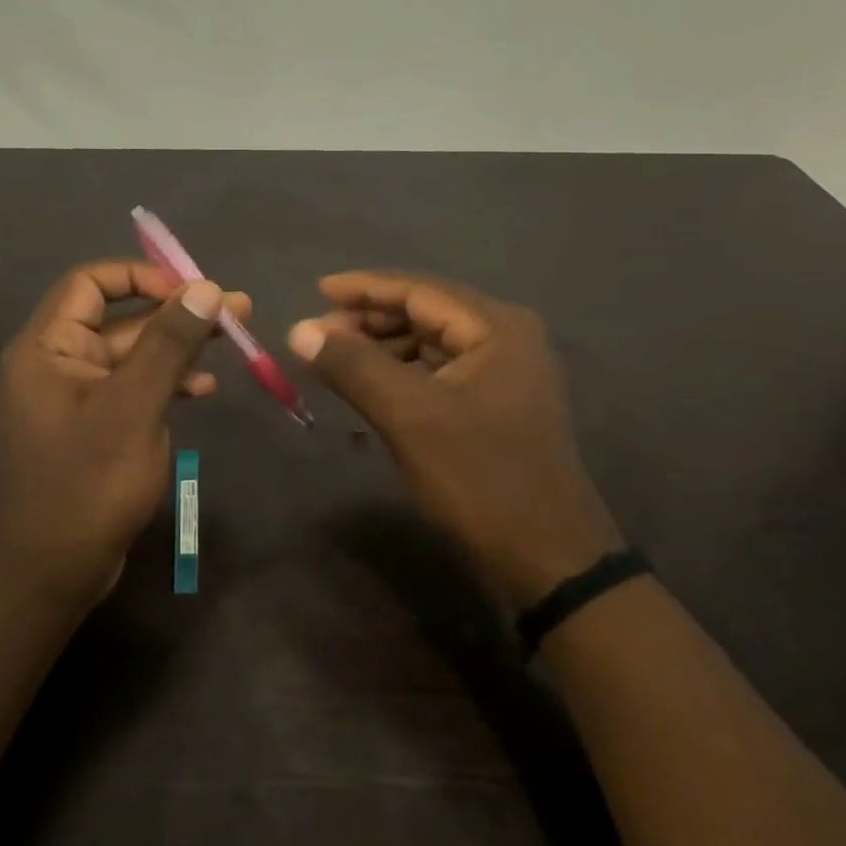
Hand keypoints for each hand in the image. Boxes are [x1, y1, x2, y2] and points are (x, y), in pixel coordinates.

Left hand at [0, 261, 249, 612]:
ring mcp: (74, 397)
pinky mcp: (92, 425)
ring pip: (131, 354)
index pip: (90, 282)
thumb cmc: (89, 483)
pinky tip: (204, 388)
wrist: (54, 570)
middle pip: (119, 318)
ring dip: (179, 347)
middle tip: (236, 309)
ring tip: (236, 339)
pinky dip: (166, 382)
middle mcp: (54, 363)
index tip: (192, 289)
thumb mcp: (135, 406)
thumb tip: (203, 287)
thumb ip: (168, 343)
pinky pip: (131, 388)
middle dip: (176, 313)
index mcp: (46, 347)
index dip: (142, 276)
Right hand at [288, 271, 621, 608]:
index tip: (316, 290)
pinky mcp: (497, 404)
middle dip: (370, 320)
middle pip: (426, 312)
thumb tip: (299, 331)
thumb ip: (353, 366)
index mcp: (496, 327)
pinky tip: (371, 386)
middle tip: (318, 334)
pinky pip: (440, 371)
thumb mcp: (409, 416)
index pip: (419, 289)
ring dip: (383, 347)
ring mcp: (506, 372)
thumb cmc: (479, 477)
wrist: (547, 558)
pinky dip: (402, 373)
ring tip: (336, 360)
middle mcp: (507, 337)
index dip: (364, 288)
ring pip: (431, 343)